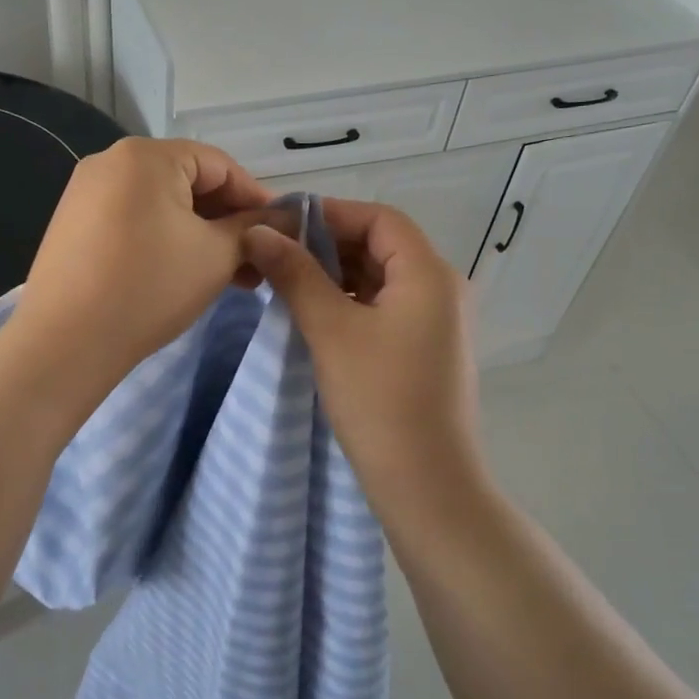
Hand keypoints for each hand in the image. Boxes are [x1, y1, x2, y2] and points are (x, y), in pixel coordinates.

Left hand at [15, 137, 270, 383]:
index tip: (282, 233)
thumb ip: (253, 228)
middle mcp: (109, 162)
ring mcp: (85, 193)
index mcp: (145, 155)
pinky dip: (165, 241)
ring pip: (161, 206)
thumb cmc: (150, 287)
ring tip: (231, 278)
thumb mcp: (215, 255)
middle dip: (227, 223)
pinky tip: (186, 275)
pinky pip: (133, 221)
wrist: (65, 342)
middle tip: (257, 264)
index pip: (219, 164)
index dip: (256, 199)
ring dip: (200, 236)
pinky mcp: (72, 225)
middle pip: (188, 182)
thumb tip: (285, 217)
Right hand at [243, 202, 478, 491]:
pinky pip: (384, 307)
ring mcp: (436, 322)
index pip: (379, 219)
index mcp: (429, 274)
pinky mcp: (424, 349)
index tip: (281, 225)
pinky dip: (349, 301)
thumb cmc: (379, 399)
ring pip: (380, 278)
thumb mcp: (331, 329)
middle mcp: (441, 289)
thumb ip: (294, 274)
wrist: (425, 484)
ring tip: (287, 282)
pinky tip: (315, 314)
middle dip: (328, 244)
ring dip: (336, 274)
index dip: (330, 213)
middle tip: (276, 254)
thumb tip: (257, 231)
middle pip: (382, 245)